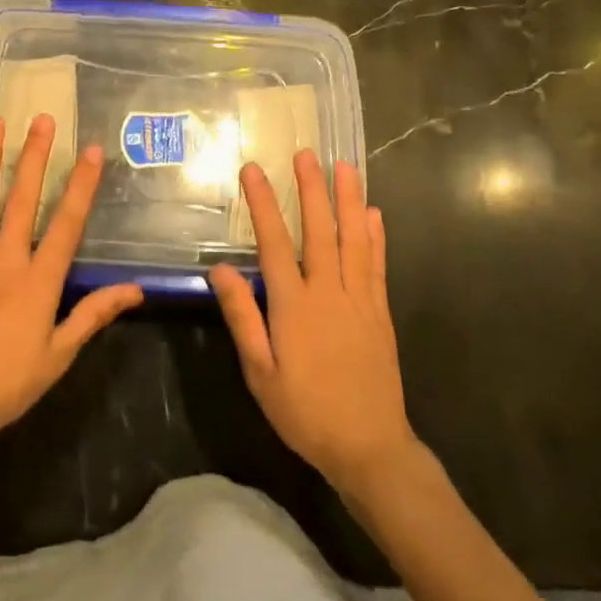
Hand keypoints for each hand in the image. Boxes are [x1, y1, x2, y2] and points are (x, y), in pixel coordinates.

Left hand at [0, 114, 143, 454]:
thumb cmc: (8, 384)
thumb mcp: (60, 354)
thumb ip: (94, 314)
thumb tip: (136, 290)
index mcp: (38, 281)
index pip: (67, 223)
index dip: (81, 185)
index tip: (91, 150)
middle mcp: (5, 260)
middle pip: (22, 199)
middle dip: (34, 156)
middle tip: (41, 119)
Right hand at [208, 151, 416, 498]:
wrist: (369, 447)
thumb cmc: (305, 412)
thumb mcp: (260, 373)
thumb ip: (243, 318)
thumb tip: (221, 269)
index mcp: (294, 305)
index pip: (275, 242)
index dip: (263, 203)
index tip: (253, 170)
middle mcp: (328, 292)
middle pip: (319, 230)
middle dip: (311, 189)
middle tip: (306, 153)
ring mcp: (359, 300)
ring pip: (354, 239)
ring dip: (348, 200)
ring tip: (344, 166)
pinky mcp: (379, 313)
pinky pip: (377, 265)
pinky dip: (375, 236)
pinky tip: (374, 214)